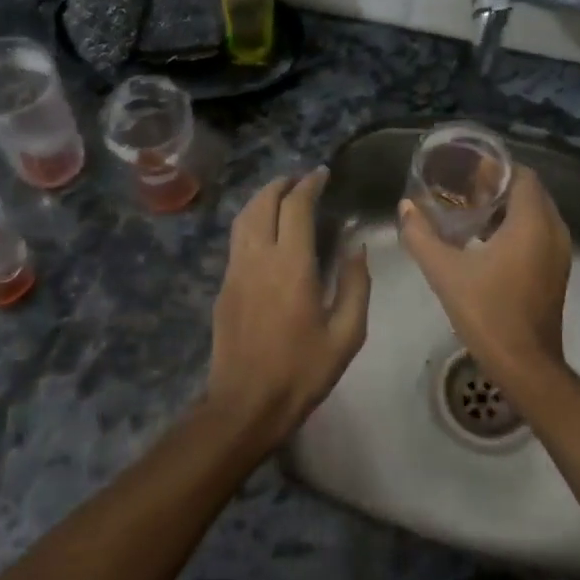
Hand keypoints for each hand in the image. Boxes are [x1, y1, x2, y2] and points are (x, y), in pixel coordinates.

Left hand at [205, 169, 371, 448]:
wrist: (245, 404)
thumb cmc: (301, 372)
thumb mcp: (346, 334)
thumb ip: (355, 286)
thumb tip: (356, 249)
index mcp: (292, 266)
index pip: (296, 207)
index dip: (309, 184)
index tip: (322, 174)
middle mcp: (258, 258)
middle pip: (263, 203)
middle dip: (282, 184)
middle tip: (301, 180)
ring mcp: (235, 271)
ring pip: (243, 218)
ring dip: (262, 199)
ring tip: (281, 196)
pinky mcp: (223, 287)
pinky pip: (236, 240)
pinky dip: (251, 222)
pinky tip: (265, 232)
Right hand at [397, 164, 571, 384]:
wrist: (525, 364)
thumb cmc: (487, 312)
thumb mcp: (445, 272)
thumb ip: (421, 235)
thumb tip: (405, 207)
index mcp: (533, 222)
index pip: (521, 175)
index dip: (494, 168)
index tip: (464, 169)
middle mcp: (553, 231)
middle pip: (528, 192)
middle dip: (497, 186)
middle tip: (460, 188)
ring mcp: (558, 253)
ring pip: (534, 214)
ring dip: (506, 208)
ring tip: (468, 211)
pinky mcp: (555, 271)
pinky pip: (538, 234)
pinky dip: (515, 228)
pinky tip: (483, 241)